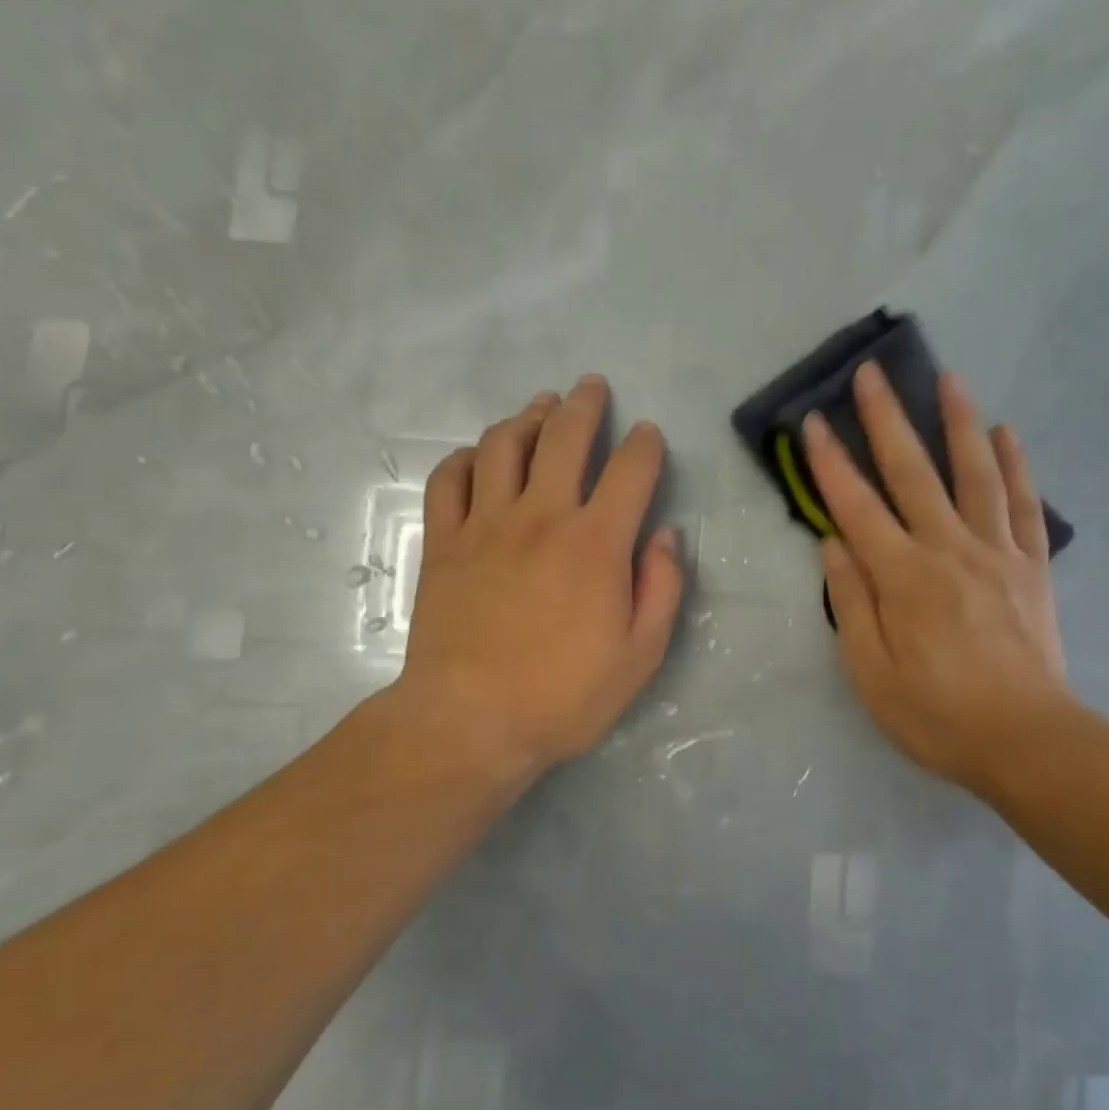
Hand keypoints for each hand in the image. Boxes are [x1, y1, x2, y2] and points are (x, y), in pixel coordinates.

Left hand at [389, 375, 684, 783]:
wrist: (468, 722)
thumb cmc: (563, 695)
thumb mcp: (641, 655)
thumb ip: (662, 588)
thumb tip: (665, 537)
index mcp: (596, 542)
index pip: (630, 470)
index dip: (645, 444)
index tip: (648, 435)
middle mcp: (542, 516)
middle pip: (564, 437)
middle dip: (584, 405)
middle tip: (592, 387)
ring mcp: (486, 524)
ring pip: (504, 445)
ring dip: (527, 417)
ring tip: (541, 406)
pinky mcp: (443, 541)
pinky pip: (449, 479)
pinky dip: (466, 458)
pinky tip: (478, 456)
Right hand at [803, 361, 1069, 795]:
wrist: (1027, 742)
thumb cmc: (938, 715)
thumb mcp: (871, 674)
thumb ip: (852, 603)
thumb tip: (834, 545)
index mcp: (904, 577)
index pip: (856, 506)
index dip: (830, 463)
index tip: (812, 422)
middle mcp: (949, 549)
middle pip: (913, 471)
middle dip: (886, 419)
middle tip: (872, 374)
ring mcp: (996, 551)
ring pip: (975, 472)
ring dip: (959, 422)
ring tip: (948, 378)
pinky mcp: (1031, 565)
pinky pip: (1023, 504)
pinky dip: (1015, 464)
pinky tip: (1006, 432)